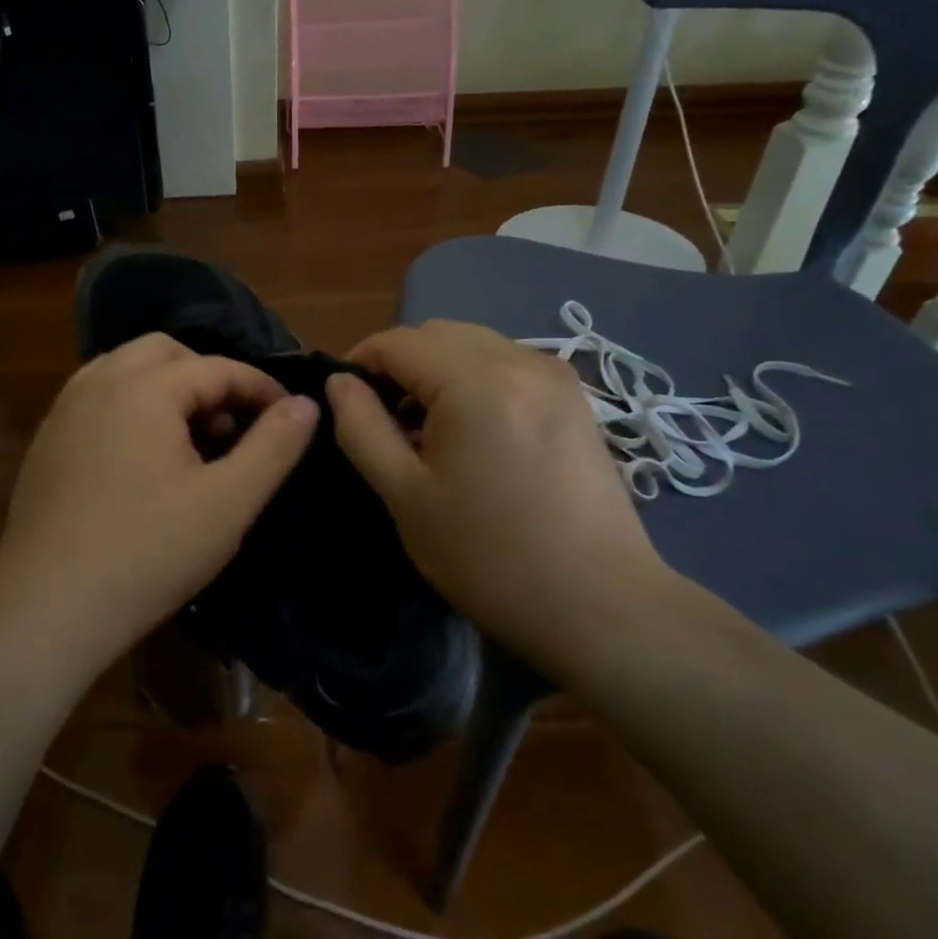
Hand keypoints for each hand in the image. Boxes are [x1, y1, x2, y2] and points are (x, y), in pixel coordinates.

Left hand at [0, 334, 318, 667]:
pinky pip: (98, 400)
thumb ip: (274, 445)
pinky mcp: (46, 442)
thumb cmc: (148, 553)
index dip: (261, 387)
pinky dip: (131, 409)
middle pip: (165, 353)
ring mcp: (63, 411)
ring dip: (167, 390)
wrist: (48, 608)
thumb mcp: (228, 502)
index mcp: (141, 387)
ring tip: (192, 441)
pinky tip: (144, 461)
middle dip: (207, 378)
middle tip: (233, 426)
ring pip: (125, 372)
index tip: (289, 416)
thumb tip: (307, 403)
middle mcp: (96, 382)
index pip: (216, 366)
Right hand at [326, 320, 682, 675]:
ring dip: (436, 369)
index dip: (360, 362)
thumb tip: (339, 383)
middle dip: (398, 364)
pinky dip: (473, 378)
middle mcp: (520, 361)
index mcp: (476, 382)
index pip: (398, 342)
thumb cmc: (488, 556)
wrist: (598, 605)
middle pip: (437, 334)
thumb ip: (362, 428)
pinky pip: (506, 363)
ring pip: (473, 344)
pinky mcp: (573, 397)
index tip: (344, 401)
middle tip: (382, 419)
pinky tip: (471, 430)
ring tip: (426, 428)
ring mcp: (555, 375)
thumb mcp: (406, 495)